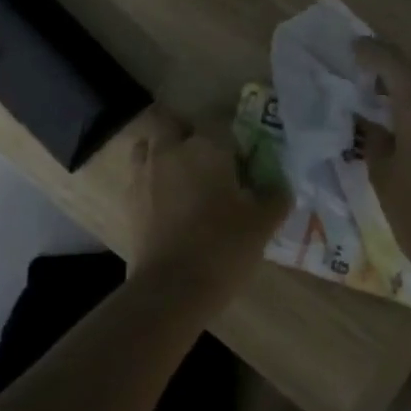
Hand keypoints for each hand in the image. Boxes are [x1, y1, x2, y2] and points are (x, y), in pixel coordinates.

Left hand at [129, 126, 285, 310]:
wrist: (172, 288)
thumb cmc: (223, 247)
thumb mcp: (263, 223)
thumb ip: (275, 196)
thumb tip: (281, 184)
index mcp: (205, 146)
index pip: (219, 122)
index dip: (230, 137)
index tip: (241, 157)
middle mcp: (170, 149)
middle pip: (175, 125)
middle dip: (188, 136)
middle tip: (207, 161)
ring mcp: (144, 172)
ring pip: (150, 146)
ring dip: (163, 153)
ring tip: (181, 177)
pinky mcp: (129, 198)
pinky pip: (139, 175)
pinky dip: (151, 180)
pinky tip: (166, 202)